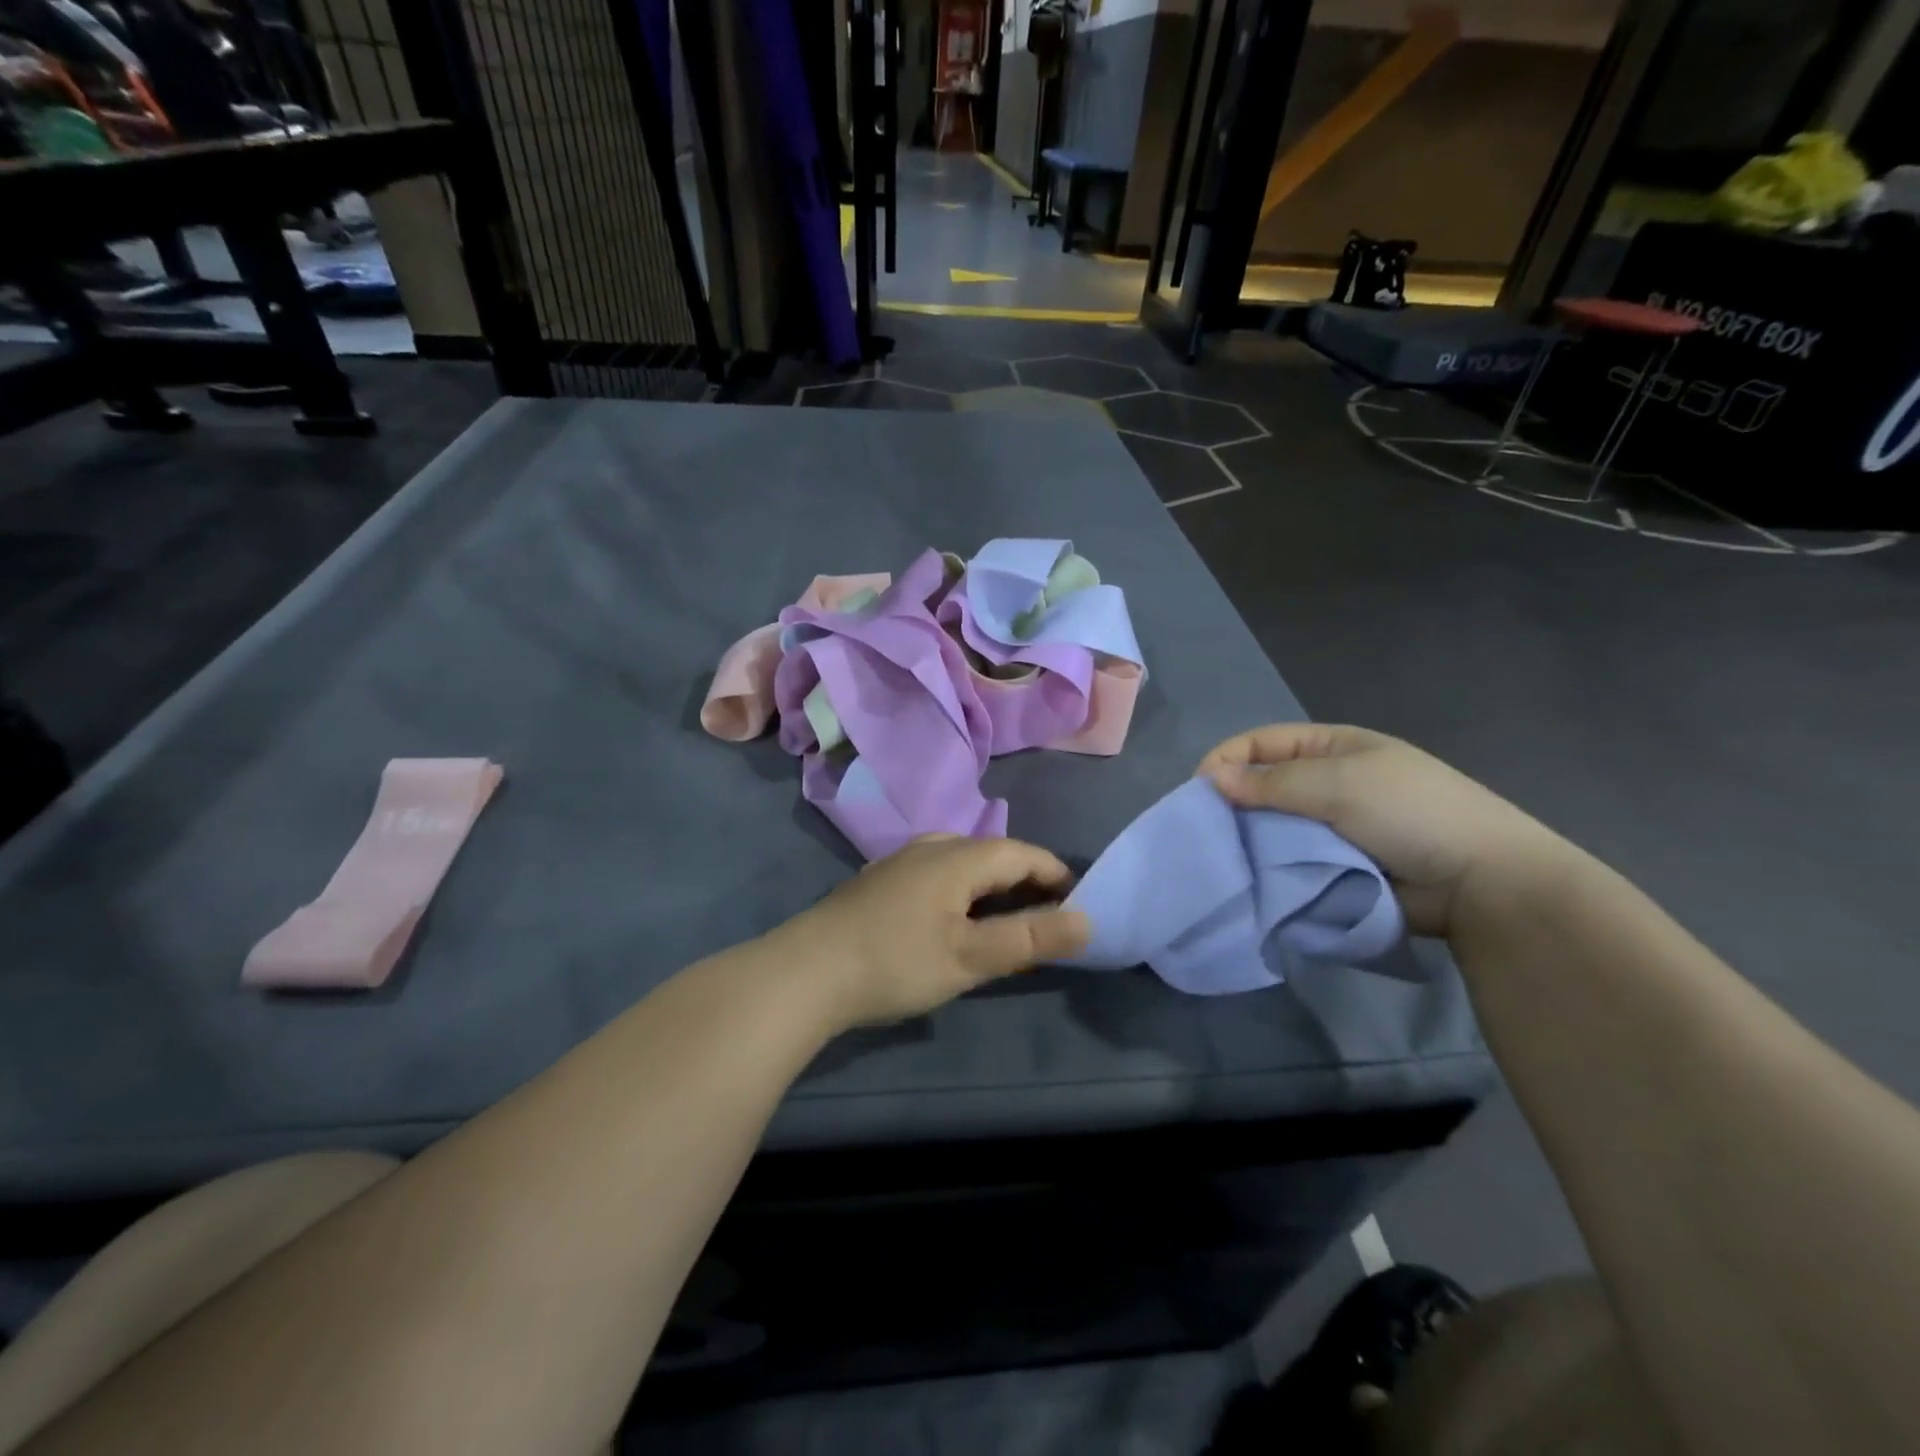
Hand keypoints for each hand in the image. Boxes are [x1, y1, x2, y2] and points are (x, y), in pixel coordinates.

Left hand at [775, 835, 1090, 1029]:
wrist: (805, 972)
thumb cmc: (895, 962)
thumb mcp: (970, 956)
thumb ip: (1029, 938)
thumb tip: (1087, 920)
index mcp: (957, 857)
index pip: (1022, 853)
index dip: (1054, 874)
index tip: (1077, 903)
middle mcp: (930, 847)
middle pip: (991, 853)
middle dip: (1024, 880)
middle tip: (1044, 918)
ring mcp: (898, 861)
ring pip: (960, 861)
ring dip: (990, 886)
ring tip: (1002, 919)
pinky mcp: (877, 881)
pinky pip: (935, 873)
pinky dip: (959, 890)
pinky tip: (949, 919)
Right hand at [1198, 724, 1567, 936]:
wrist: (1481, 881)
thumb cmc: (1410, 811)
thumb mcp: (1339, 783)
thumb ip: (1272, 782)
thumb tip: (1211, 779)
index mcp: (1331, 748)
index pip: (1262, 743)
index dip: (1228, 760)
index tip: (1199, 792)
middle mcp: (1326, 782)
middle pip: (1262, 785)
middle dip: (1233, 804)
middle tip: (1205, 830)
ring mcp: (1330, 826)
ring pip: (1272, 826)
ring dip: (1249, 839)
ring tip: (1223, 857)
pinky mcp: (1334, 866)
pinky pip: (1289, 860)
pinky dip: (1270, 867)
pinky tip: (1250, 877)